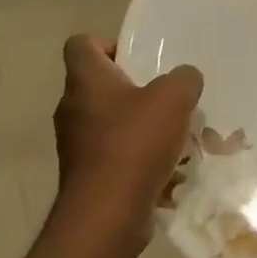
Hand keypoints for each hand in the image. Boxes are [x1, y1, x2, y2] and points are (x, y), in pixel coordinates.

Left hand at [53, 36, 202, 248]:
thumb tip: (185, 78)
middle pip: (99, 87)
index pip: (81, 44)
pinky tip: (166, 168)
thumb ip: (184, 79)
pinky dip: (136, 159)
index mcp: (85, 80)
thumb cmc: (135, 143)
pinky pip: (114, 157)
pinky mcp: (86, 176)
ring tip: (174, 137)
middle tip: (166, 100)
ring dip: (138, 127)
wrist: (108, 213)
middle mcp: (72, 108)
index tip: (139, 61)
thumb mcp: (174, 98)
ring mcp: (75, 145)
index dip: (109, 45)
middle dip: (134, 91)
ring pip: (109, 124)